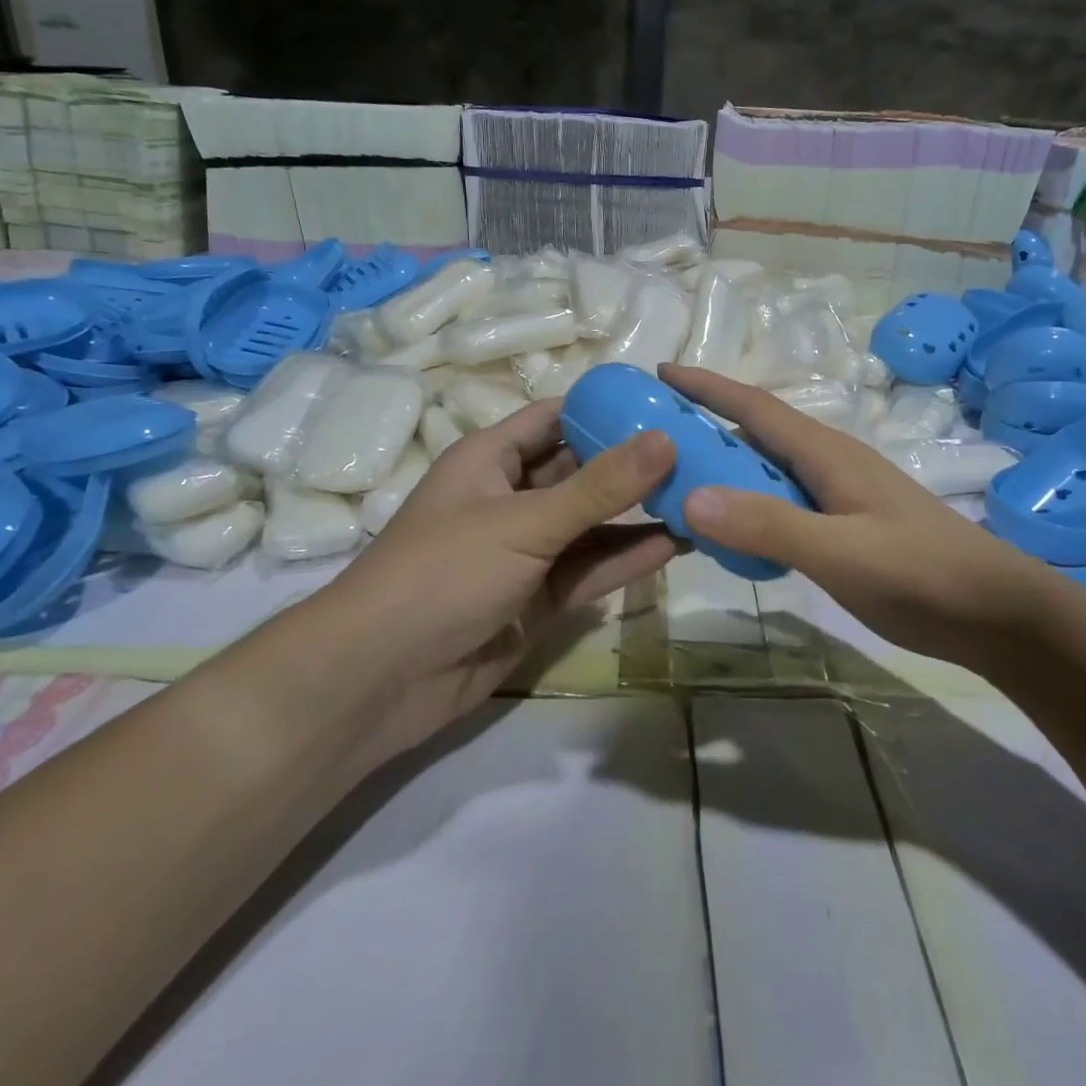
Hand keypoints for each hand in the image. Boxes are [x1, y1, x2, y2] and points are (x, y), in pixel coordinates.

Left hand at [311, 399, 679, 761]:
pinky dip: (628, 558)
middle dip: (635, 464)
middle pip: (582, 470)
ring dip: (639, 513)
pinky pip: (590, 569)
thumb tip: (665, 439)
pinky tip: (676, 545)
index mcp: (491, 458)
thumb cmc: (444, 573)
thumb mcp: (525, 522)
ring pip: (592, 524)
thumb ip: (599, 486)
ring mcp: (526, 551)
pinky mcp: (539, 598)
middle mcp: (511, 497)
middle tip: (701, 454)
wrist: (383, 678)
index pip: (556, 417)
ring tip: (702, 498)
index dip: (607, 409)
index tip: (668, 407)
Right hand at [661, 364, 1060, 665]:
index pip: (755, 407)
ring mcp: (841, 496)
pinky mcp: (847, 526)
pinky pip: (784, 503)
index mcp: (827, 453)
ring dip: (726, 470)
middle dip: (706, 428)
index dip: (707, 387)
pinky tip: (732, 532)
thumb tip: (691, 497)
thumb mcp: (841, 552)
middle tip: (654, 441)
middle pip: (757, 434)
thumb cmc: (922, 573)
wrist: (997, 612)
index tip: (661, 374)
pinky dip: (750, 506)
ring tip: (679, 484)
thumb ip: (768, 525)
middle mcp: (830, 463)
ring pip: (769, 471)